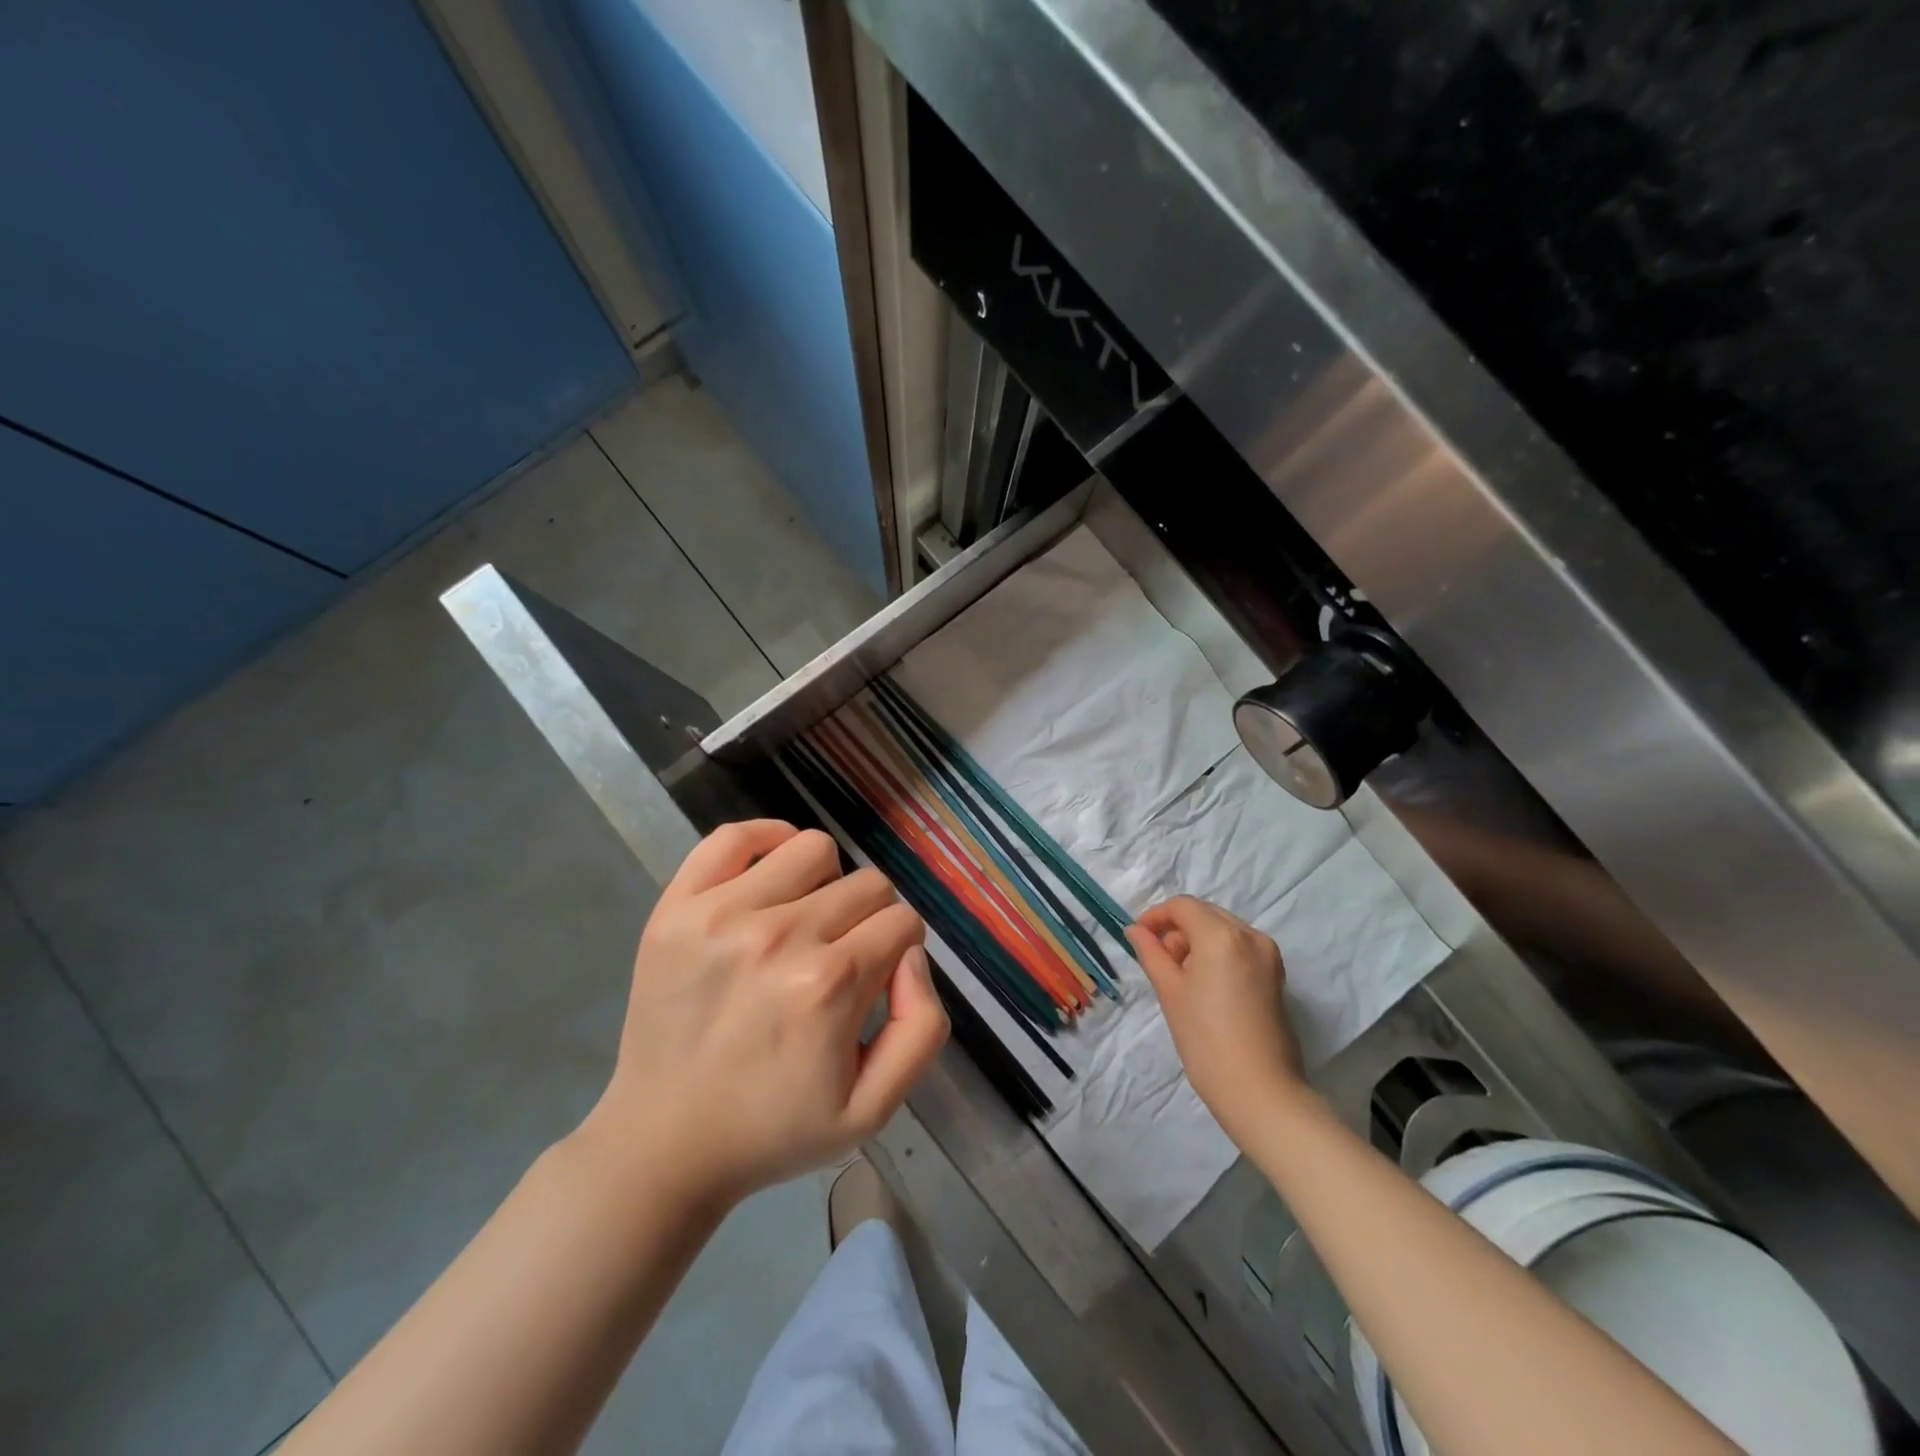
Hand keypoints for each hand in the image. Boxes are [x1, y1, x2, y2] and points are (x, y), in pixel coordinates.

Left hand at [581, 820, 946, 1206]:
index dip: (899, 951)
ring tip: (805, 922)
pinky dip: (766, 840)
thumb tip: (911, 954)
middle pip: (867, 885)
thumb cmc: (774, 1128)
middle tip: (838, 962)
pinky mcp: (678, 907)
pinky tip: (772, 875)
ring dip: (826, 882)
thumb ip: (922, 1027)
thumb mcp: (874, 1109)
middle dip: (869, 921)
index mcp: (830, 984)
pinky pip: (734, 837)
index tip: (875, 981)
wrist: (663, 1144)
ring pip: (814, 849)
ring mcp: (722, 914)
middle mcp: (780, 936)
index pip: (902, 922)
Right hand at [1126, 897, 1306, 1145]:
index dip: (1156, 916)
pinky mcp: (1276, 975)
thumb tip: (1136, 930)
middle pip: (1205, 914)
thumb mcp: (1170, 991)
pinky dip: (1218, 954)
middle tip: (1159, 961)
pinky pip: (1240, 947)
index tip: (1139, 938)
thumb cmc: (1205, 1040)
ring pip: (1223, 930)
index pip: (1183, 906)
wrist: (1260, 1091)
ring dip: (1198, 941)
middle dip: (1178, 929)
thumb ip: (1151, 952)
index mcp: (1222, 935)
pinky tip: (1205, 985)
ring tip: (1182, 977)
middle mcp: (1250, 935)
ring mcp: (1268, 955)